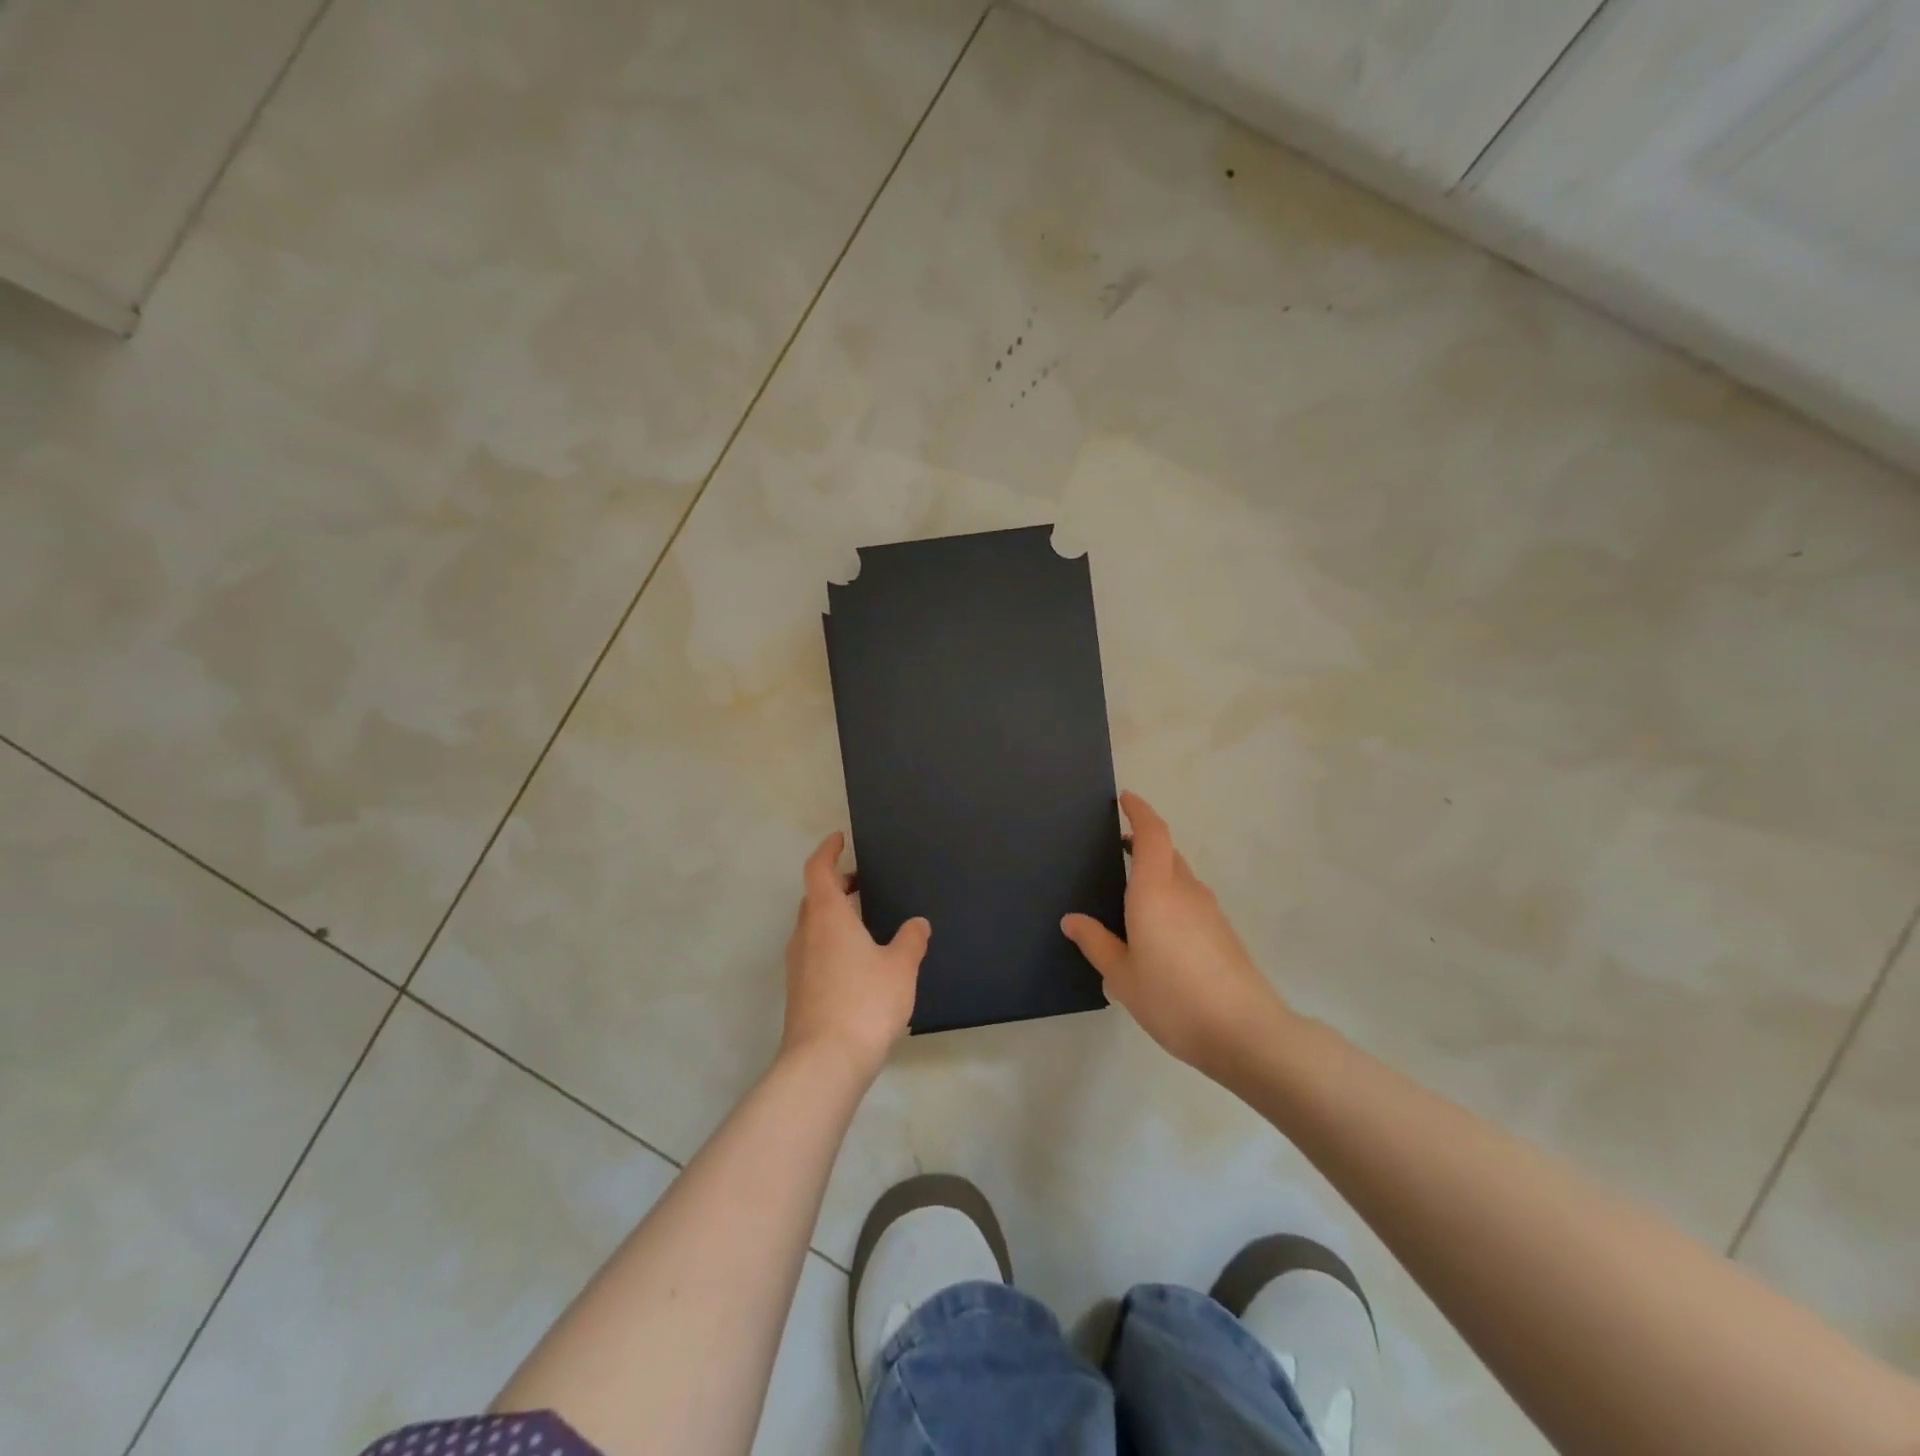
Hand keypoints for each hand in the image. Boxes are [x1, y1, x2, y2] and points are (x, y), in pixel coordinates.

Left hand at [781, 832, 930, 1079]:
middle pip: (814, 897)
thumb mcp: (900, 967)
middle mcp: (806, 934)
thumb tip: (918, 923)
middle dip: (836, 884)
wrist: (823, 1063)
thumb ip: (911, 940)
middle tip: (862, 883)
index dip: (828, 850)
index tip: (840, 839)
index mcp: (827, 917)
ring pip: (812, 926)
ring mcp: (798, 964)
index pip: (818, 869)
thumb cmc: (864, 1003)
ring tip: (865, 922)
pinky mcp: (799, 990)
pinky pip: (814, 951)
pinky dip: (832, 942)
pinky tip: (858, 962)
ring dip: (834, 915)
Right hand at [1062, 792, 1289, 1075]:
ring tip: (1130, 895)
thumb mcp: (1121, 976)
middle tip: (1116, 848)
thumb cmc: (1173, 999)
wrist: (1245, 1033)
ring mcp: (1209, 911)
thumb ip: (1096, 943)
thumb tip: (1072, 920)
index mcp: (1155, 891)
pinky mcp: (1223, 933)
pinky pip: (1190, 900)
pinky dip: (1170, 898)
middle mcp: (1185, 891)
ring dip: (1158, 872)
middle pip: (1166, 852)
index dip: (1139, 811)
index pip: (1152, 834)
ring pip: (1180, 876)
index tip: (1124, 799)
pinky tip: (1156, 932)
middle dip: (1144, 841)